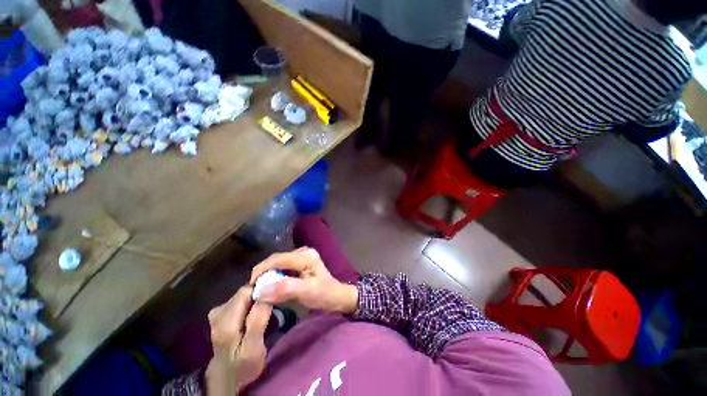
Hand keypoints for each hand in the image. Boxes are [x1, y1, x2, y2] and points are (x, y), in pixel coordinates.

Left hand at [206, 286, 271, 395]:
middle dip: (260, 295)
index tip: (275, 296)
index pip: (247, 291)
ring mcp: (218, 312)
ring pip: (244, 294)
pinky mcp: (220, 313)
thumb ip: (258, 320)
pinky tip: (255, 313)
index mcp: (225, 321)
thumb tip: (267, 293)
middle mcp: (218, 312)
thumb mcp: (254, 348)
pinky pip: (241, 299)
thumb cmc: (244, 365)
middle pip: (245, 291)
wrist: (228, 378)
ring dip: (256, 299)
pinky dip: (251, 302)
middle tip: (271, 307)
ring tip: (265, 311)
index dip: (262, 290)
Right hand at [249, 248, 358, 313]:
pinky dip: (274, 277)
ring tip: (259, 290)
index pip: (277, 259)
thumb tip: (260, 291)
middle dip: (263, 274)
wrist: (337, 296)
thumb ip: (285, 289)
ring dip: (268, 276)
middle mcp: (302, 252)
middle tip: (252, 290)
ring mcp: (301, 257)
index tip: (249, 286)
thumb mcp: (307, 293)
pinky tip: (270, 287)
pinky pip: (282, 268)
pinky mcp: (300, 263)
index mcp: (305, 256)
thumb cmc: (324, 295)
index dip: (261, 270)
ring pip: (278, 264)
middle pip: (276, 260)